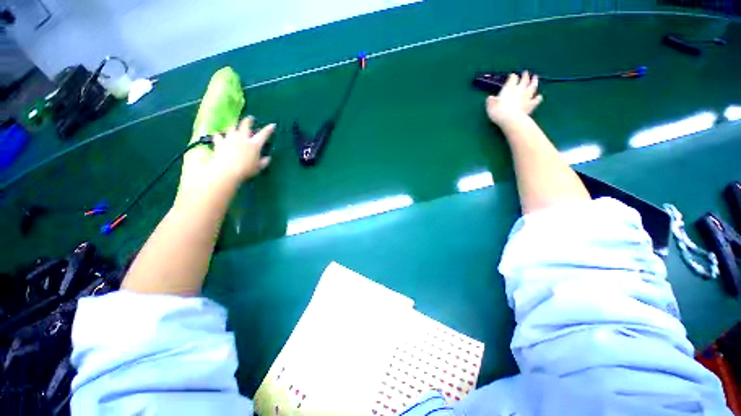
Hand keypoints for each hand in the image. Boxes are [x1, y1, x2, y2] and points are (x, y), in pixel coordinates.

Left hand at [210, 116, 273, 182]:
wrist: (227, 171)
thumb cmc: (246, 170)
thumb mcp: (259, 168)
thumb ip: (264, 162)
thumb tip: (268, 158)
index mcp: (255, 144)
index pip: (264, 134)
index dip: (269, 129)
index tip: (272, 125)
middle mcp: (243, 138)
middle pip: (245, 125)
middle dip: (248, 121)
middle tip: (250, 118)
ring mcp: (230, 139)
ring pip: (232, 128)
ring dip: (234, 128)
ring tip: (235, 128)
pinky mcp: (219, 143)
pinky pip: (218, 136)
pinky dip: (219, 136)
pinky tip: (219, 136)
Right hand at [486, 71, 542, 127]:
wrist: (511, 120)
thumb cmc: (498, 112)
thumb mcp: (490, 106)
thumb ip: (491, 101)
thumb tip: (490, 98)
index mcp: (509, 88)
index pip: (512, 79)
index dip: (512, 77)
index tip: (512, 76)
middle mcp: (519, 90)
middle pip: (524, 80)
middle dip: (525, 76)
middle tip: (526, 72)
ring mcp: (526, 97)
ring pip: (532, 87)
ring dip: (534, 81)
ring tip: (535, 77)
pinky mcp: (531, 105)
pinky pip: (536, 100)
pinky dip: (538, 98)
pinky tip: (539, 97)